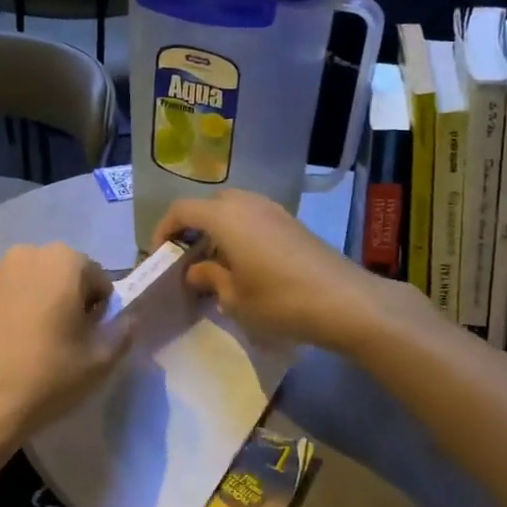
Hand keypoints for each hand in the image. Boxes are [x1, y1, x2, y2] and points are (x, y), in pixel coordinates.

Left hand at [0, 244, 130, 464]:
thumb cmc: (47, 378)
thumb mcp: (101, 361)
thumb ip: (122, 331)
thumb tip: (127, 318)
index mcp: (62, 262)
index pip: (94, 277)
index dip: (96, 307)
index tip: (86, 336)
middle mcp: (21, 256)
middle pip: (52, 273)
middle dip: (59, 297)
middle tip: (56, 339)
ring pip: (16, 284)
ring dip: (24, 303)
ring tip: (19, 345)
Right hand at [151, 190, 406, 350]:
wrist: (346, 302)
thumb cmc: (280, 301)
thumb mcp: (235, 298)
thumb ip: (209, 278)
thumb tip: (196, 272)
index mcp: (225, 218)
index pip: (182, 210)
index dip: (164, 230)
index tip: (160, 256)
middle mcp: (248, 204)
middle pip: (209, 205)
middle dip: (192, 228)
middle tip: (187, 259)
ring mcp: (274, 211)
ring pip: (234, 210)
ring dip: (218, 230)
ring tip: (214, 263)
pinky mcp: (293, 223)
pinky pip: (254, 218)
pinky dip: (240, 233)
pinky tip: (245, 264)